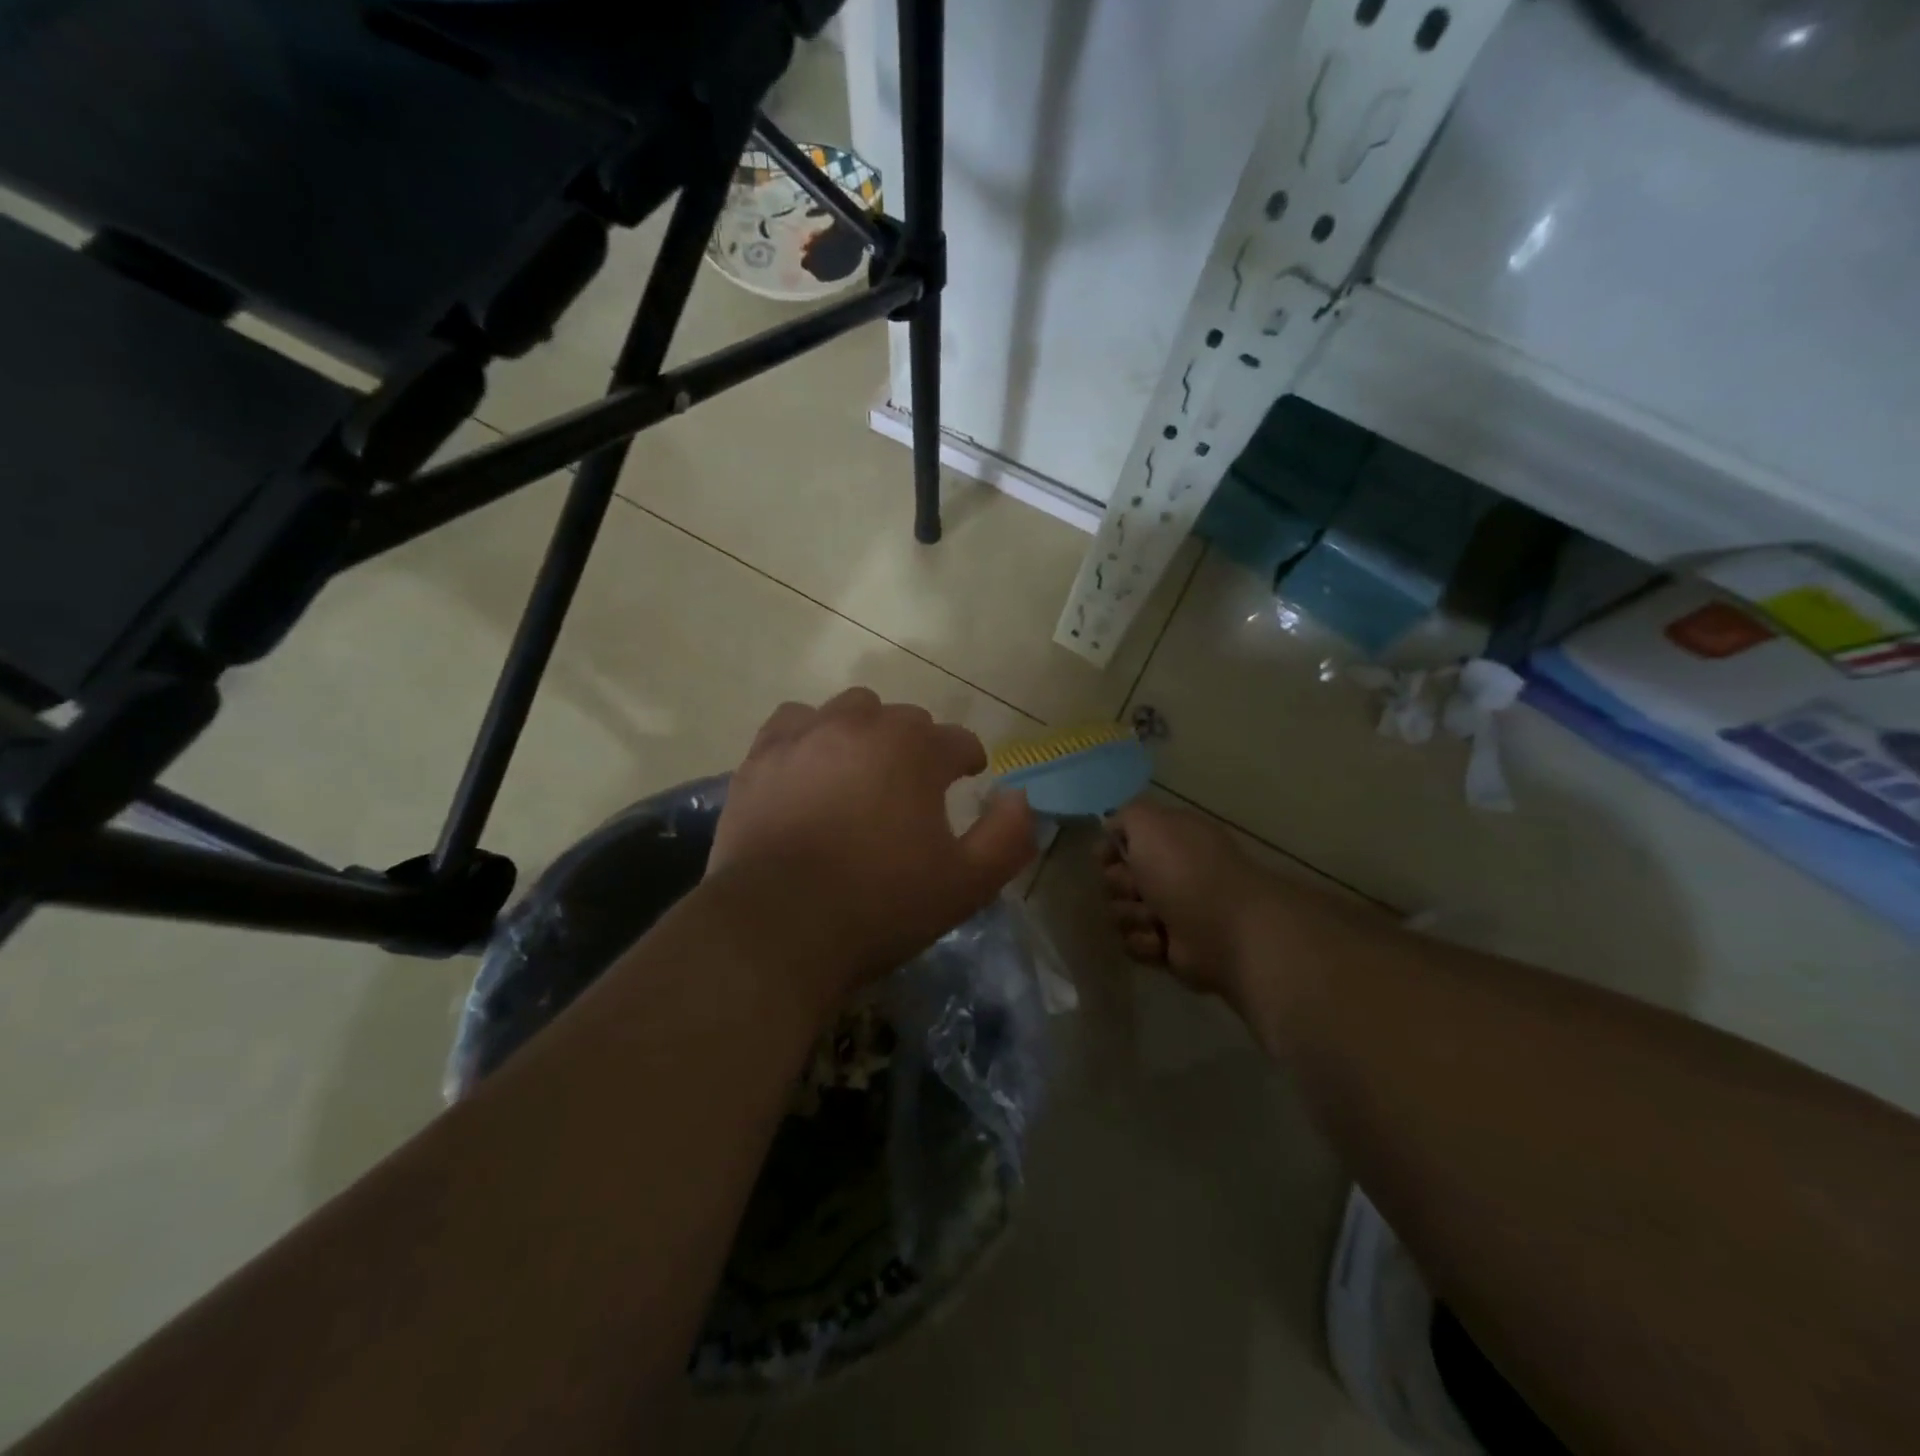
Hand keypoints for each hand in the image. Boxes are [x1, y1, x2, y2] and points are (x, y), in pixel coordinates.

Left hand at [711, 688, 1036, 995]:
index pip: (958, 740)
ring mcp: (806, 735)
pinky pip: (794, 723)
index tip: (968, 779)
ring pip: (849, 711)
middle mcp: (862, 725)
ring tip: (861, 773)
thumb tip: (1020, 798)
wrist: (778, 928)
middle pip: (904, 719)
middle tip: (913, 790)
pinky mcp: (761, 756)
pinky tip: (809, 767)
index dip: (967, 760)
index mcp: (916, 749)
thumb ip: (1008, 837)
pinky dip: (810, 737)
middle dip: (917, 747)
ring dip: (865, 733)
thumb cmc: (880, 905)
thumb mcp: (966, 884)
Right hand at [1098, 800, 1267, 1002]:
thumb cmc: (1185, 869)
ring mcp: (1170, 911)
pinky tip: (1164, 940)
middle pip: (1115, 878)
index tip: (1105, 857)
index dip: (1110, 849)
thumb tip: (1111, 830)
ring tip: (1157, 919)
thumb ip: (1125, 815)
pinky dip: (1145, 942)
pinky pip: (1134, 944)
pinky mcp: (1169, 947)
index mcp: (1170, 839)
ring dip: (1132, 915)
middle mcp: (1170, 872)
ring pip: (1120, 913)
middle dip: (1120, 885)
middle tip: (1139, 889)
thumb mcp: (1149, 821)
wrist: (1224, 929)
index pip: (1124, 840)